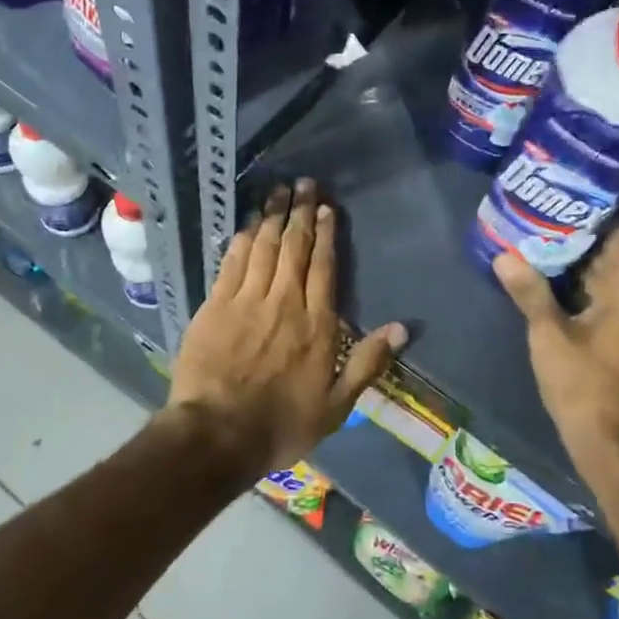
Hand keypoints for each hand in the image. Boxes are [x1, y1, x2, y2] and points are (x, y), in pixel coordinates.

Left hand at [170, 180, 407, 475]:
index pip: (323, 266)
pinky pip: (232, 263)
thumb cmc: (282, 424)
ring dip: (272, 216)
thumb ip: (368, 362)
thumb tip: (402, 327)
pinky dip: (242, 240)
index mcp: (316, 324)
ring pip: (264, 247)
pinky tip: (248, 225)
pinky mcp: (216, 305)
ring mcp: (247, 300)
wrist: (217, 435)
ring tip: (278, 191)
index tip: (326, 208)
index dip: (325, 234)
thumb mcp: (337, 405)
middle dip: (300, 212)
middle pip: (294, 247)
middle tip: (304, 184)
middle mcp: (284, 302)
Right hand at [494, 229, 618, 458]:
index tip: (552, 201)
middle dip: (572, 238)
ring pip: (606, 277)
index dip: (585, 215)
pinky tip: (546, 282)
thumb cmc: (585, 385)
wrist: (614, 446)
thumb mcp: (550, 335)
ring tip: (532, 244)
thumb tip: (504, 256)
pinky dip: (581, 289)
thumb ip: (530, 292)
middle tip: (532, 220)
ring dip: (574, 265)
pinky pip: (607, 298)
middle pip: (610, 253)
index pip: (616, 232)